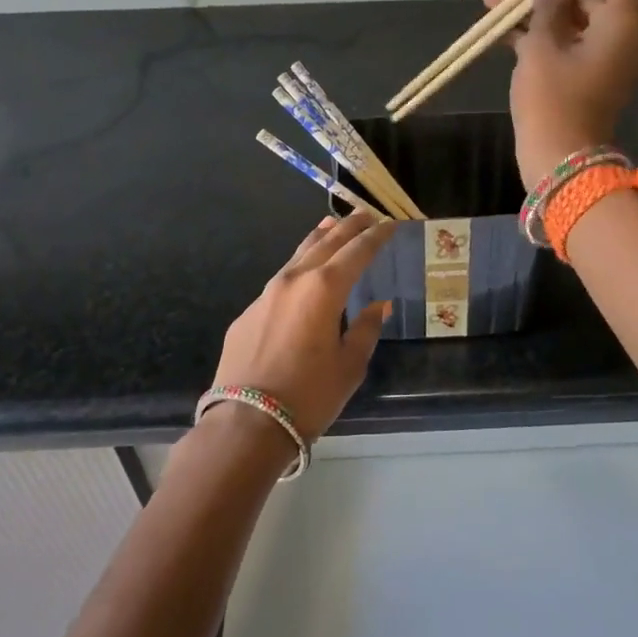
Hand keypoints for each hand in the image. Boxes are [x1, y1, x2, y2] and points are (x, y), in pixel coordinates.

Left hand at [209, 211, 395, 441]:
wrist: (247, 422)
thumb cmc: (309, 395)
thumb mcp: (350, 365)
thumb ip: (365, 329)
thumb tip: (377, 306)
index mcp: (325, 289)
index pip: (357, 252)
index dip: (376, 236)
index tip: (390, 224)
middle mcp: (294, 280)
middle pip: (326, 243)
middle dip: (348, 227)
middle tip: (366, 214)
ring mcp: (266, 294)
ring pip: (298, 256)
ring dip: (318, 240)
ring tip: (331, 226)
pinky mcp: (248, 313)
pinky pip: (280, 281)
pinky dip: (297, 269)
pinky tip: (302, 275)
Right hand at [484, 0, 637, 182]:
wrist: (559, 159)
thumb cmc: (553, 98)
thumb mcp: (543, 46)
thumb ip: (547, 6)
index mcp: (622, 25)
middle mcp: (619, 40)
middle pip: (587, 0)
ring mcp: (601, 63)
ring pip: (570, 25)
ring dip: (534, 12)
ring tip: (491, 2)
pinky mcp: (583, 82)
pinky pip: (564, 48)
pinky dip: (537, 37)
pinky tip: (499, 31)